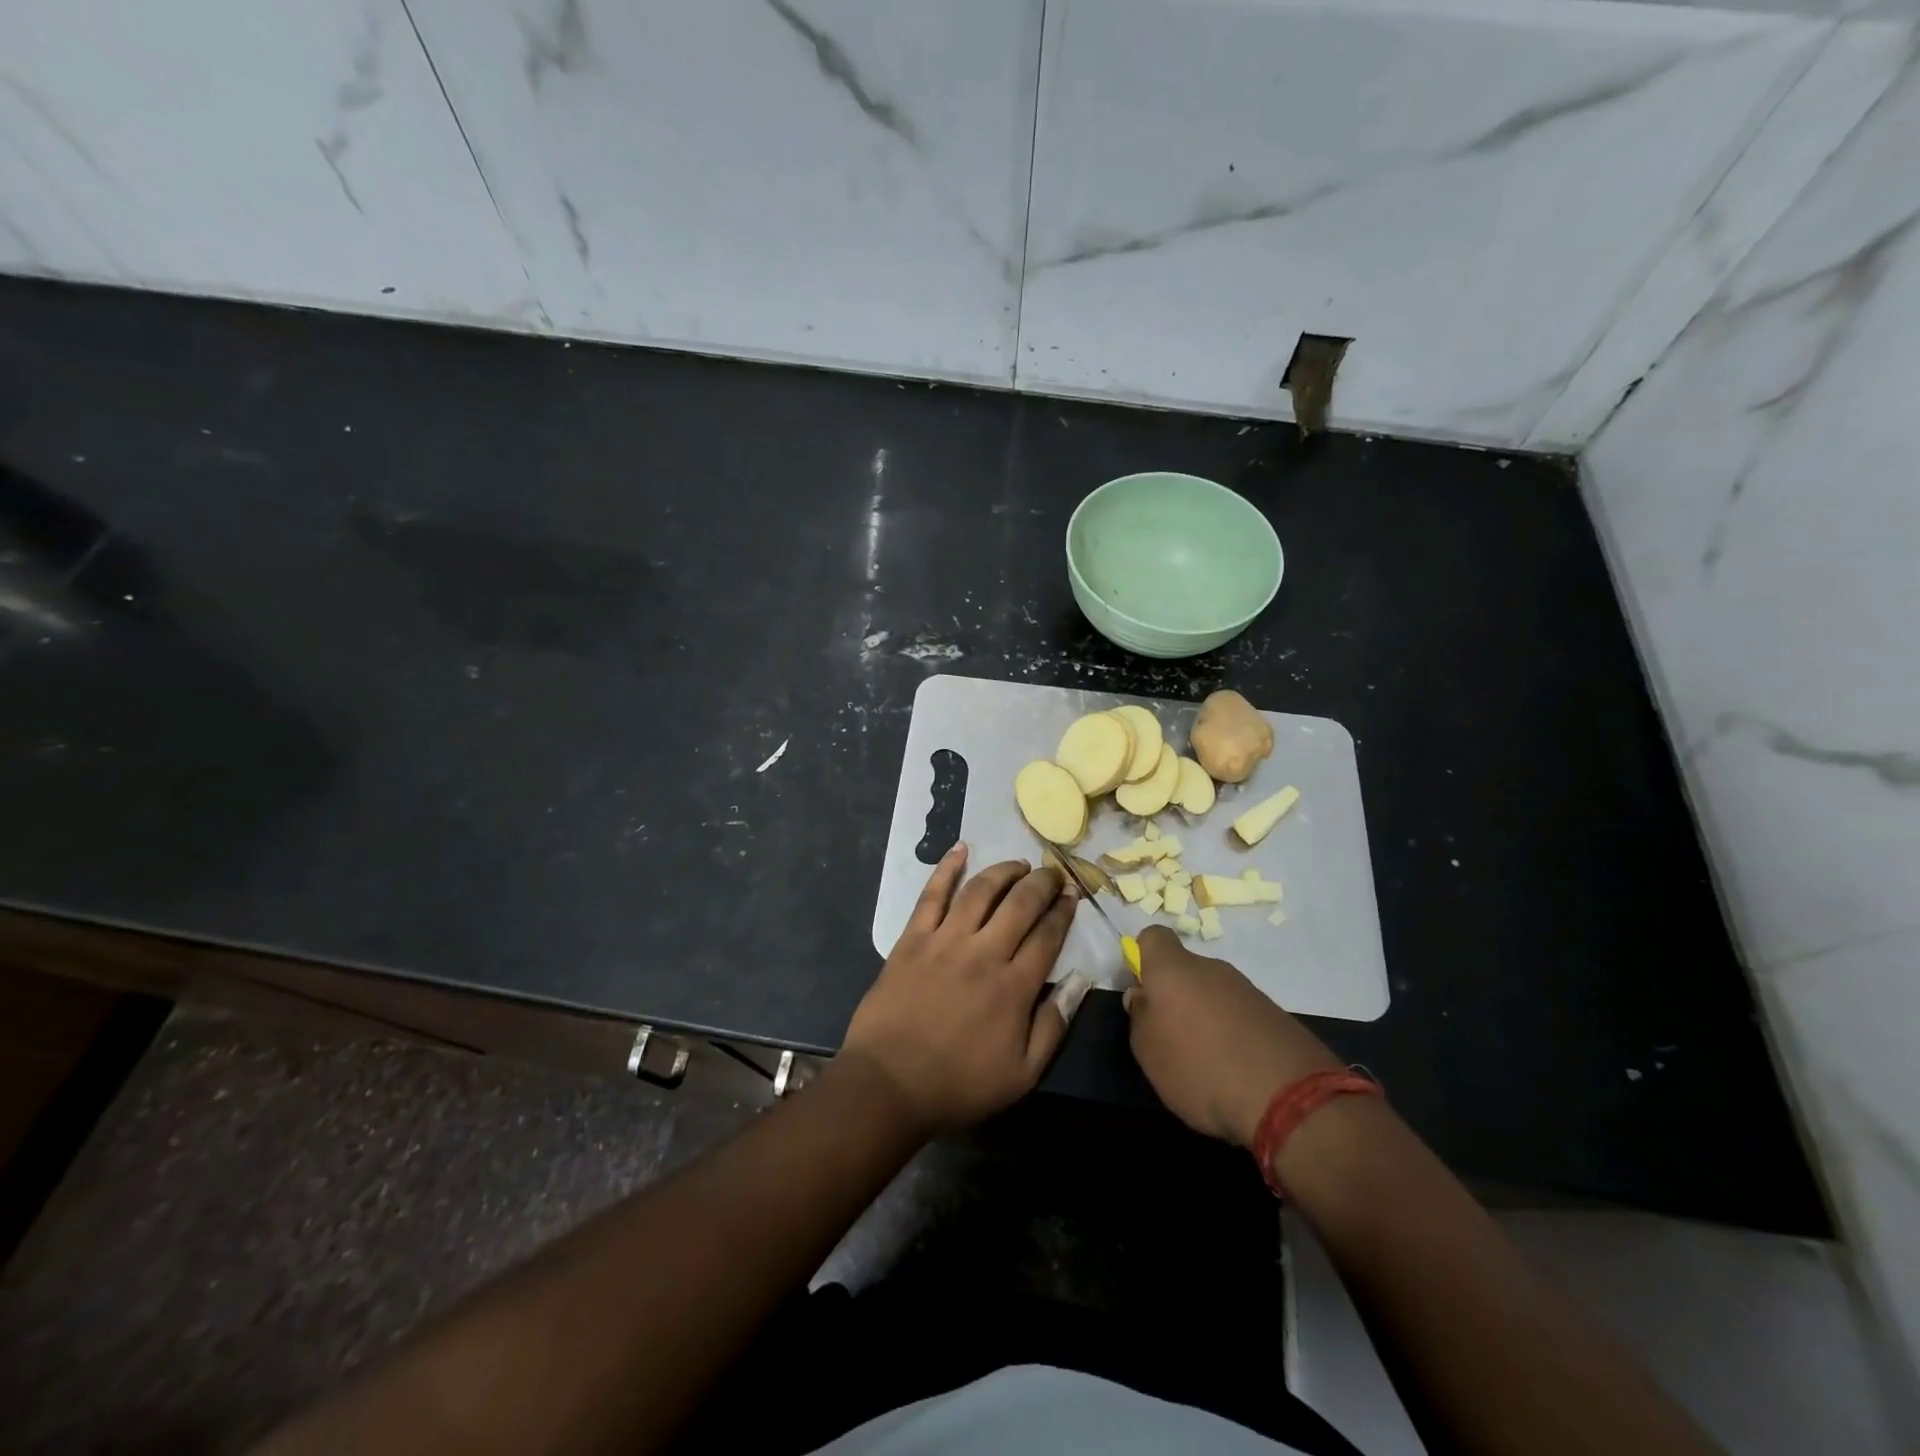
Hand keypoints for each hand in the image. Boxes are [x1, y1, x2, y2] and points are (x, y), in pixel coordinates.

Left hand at [844, 845, 1081, 1135]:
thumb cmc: (959, 1084)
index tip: (1073, 894)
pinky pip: (932, 894)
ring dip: (1004, 871)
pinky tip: (960, 849)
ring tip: (1019, 864)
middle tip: (1053, 873)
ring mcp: (945, 940)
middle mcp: (984, 952)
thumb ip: (1054, 1024)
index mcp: (1014, 986)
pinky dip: (947, 868)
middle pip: (1021, 904)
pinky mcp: (913, 938)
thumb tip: (1081, 980)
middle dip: (1043, 883)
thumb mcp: (1022, 1073)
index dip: (1064, 911)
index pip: (1048, 935)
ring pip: (981, 891)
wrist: (889, 1084)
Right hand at [1125, 925, 1342, 1147]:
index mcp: (1173, 970)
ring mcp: (1247, 989)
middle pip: (1185, 969)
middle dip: (1176, 996)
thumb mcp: (1149, 1052)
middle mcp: (1211, 969)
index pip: (1154, 937)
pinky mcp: (1275, 1014)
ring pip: (1214, 993)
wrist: (1289, 1098)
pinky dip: (1234, 1034)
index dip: (1144, 956)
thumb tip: (1143, 996)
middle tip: (1172, 1036)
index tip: (1144, 989)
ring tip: (1207, 1061)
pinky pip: (1241, 1015)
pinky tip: (1237, 1069)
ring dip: (1206, 1016)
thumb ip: (1140, 1018)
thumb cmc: (1200, 1069)